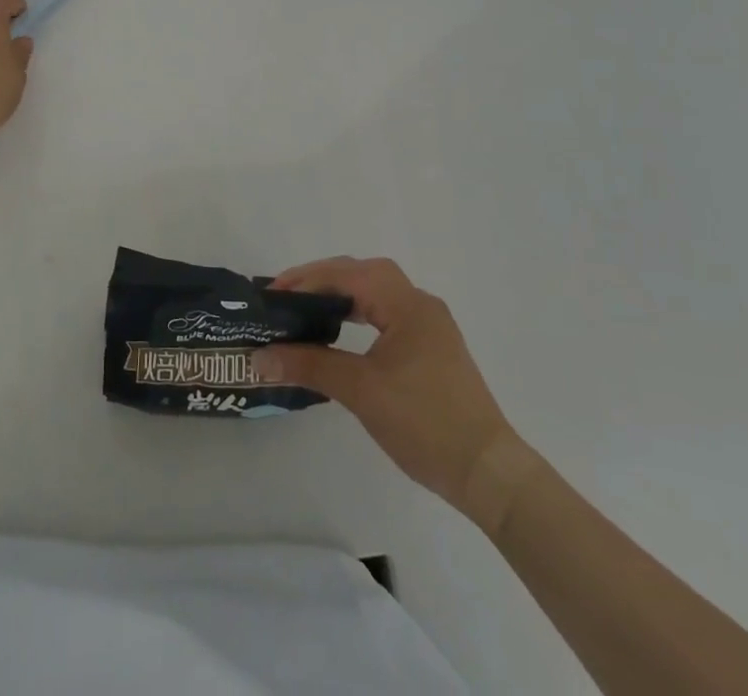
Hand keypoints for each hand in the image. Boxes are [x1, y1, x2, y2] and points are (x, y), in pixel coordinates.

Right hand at [252, 257, 539, 529]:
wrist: (487, 473)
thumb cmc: (424, 423)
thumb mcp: (361, 391)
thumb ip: (309, 365)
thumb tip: (260, 357)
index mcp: (407, 304)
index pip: (348, 274)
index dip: (307, 278)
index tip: (273, 293)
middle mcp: (420, 304)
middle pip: (364, 274)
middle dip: (322, 279)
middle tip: (286, 296)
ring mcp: (430, 326)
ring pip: (377, 292)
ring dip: (342, 294)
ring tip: (307, 309)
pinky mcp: (432, 348)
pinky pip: (387, 312)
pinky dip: (359, 312)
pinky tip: (342, 330)